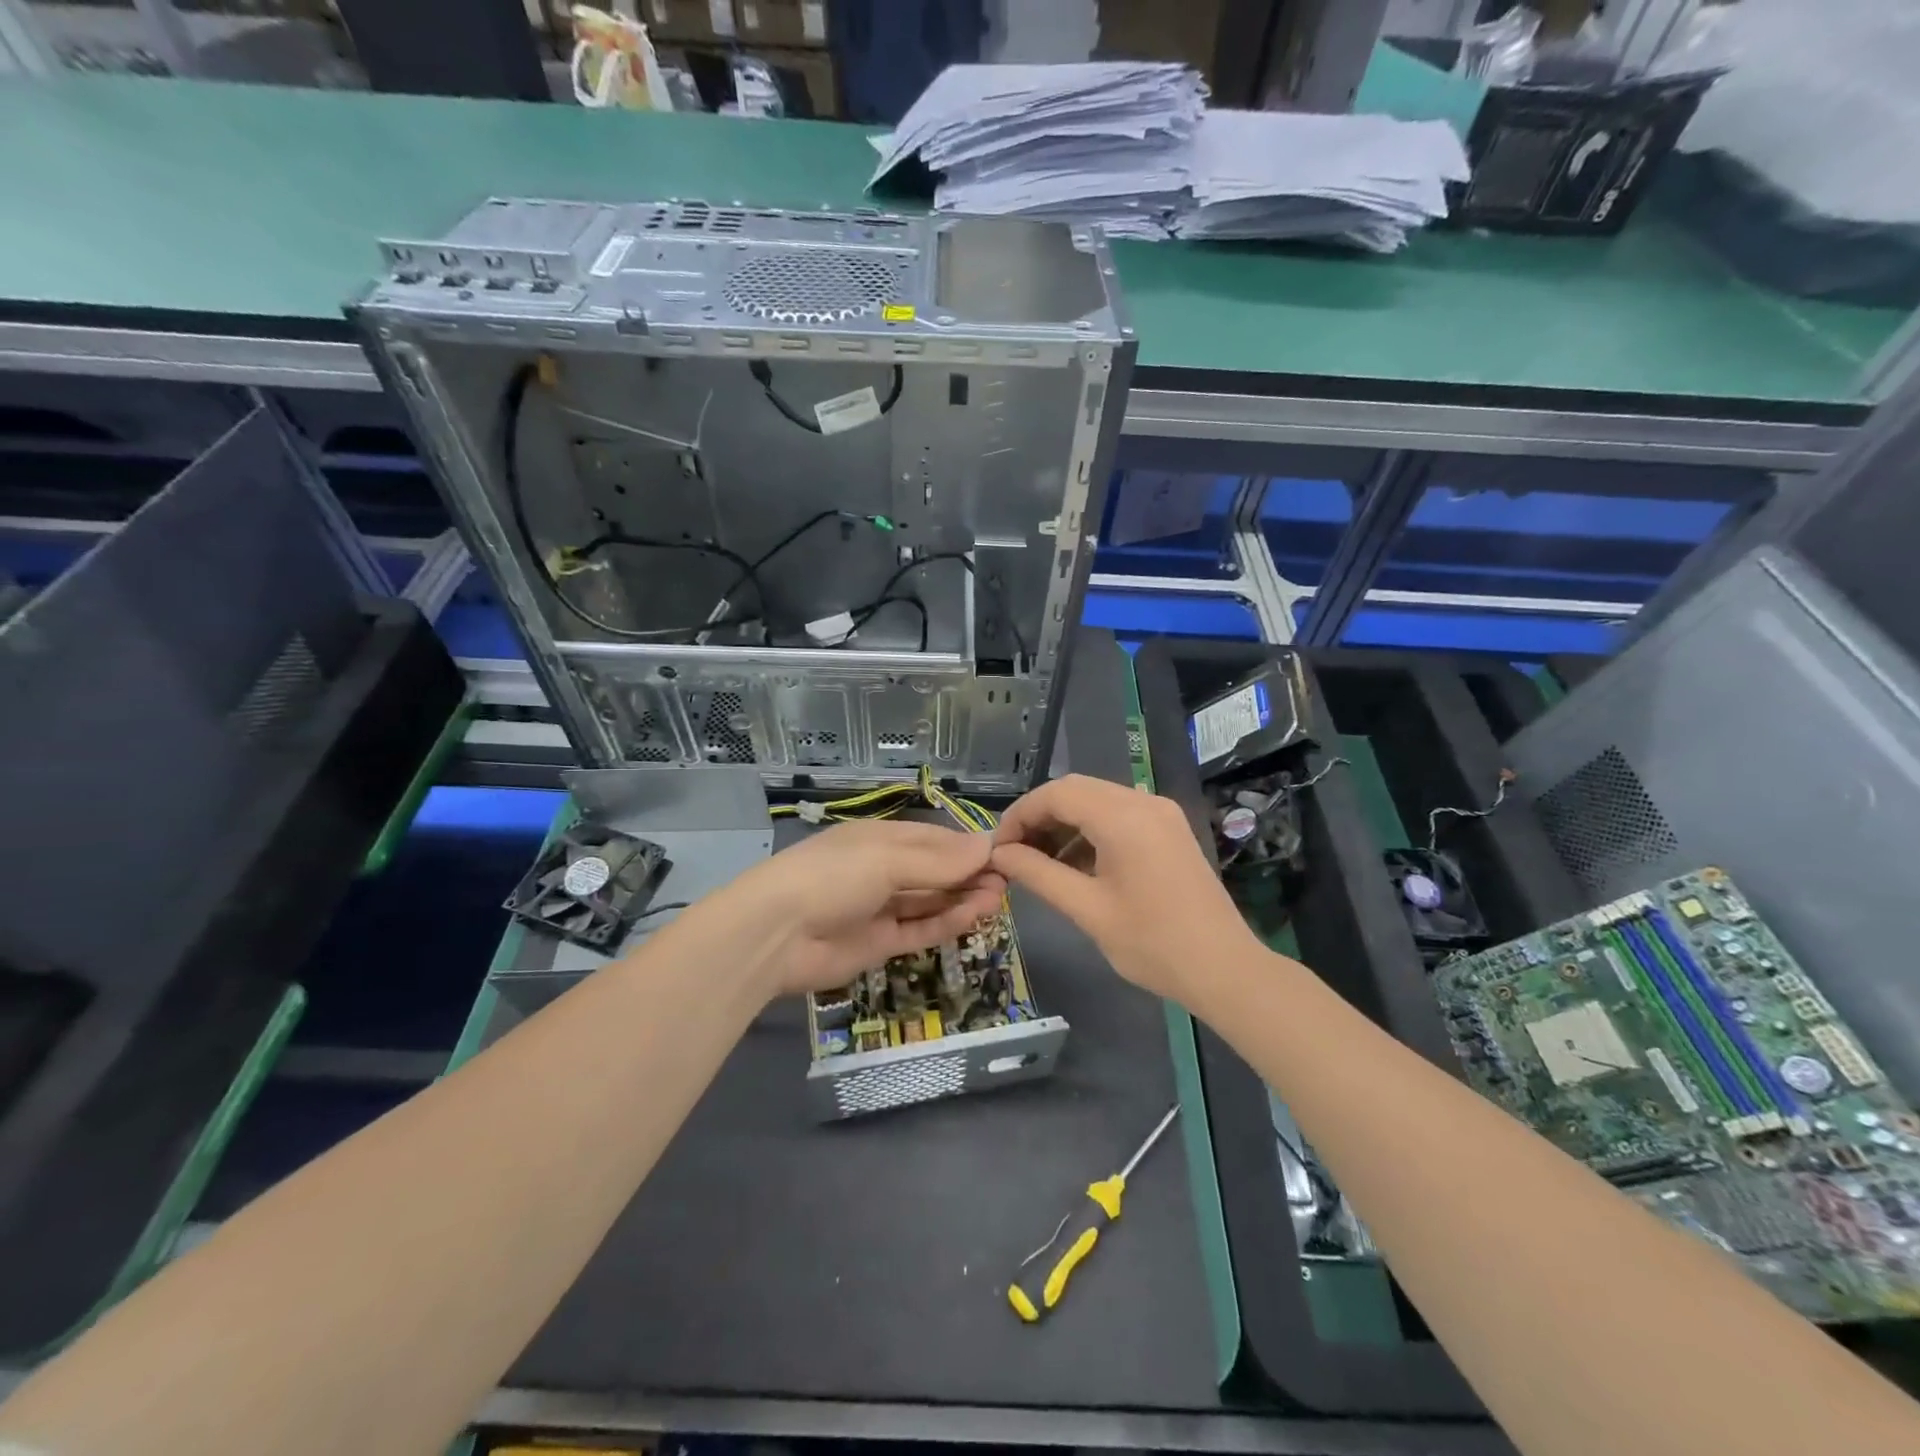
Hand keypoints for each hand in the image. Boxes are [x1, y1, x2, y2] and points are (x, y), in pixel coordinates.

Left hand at [714, 819, 1005, 997]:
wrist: (775, 935)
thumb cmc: (832, 877)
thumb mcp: (887, 859)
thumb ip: (938, 860)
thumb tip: (987, 846)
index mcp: (879, 839)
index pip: (932, 839)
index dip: (966, 846)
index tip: (1003, 853)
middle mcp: (881, 870)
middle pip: (934, 871)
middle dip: (969, 874)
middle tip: (1007, 881)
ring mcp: (880, 908)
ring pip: (931, 901)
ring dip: (964, 898)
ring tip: (999, 898)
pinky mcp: (879, 943)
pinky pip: (920, 929)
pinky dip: (947, 922)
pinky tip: (975, 916)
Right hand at [991, 774, 1253, 1001]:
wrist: (1225, 970)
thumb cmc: (1152, 944)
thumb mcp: (1087, 910)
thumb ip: (1039, 874)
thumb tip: (1000, 854)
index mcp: (1124, 818)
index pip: (1056, 794)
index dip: (1020, 815)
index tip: (998, 847)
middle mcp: (1143, 802)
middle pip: (1076, 790)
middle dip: (1039, 816)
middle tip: (1014, 853)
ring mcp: (1161, 813)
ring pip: (1097, 800)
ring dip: (1064, 823)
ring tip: (1039, 862)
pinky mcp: (1169, 829)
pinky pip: (1118, 815)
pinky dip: (1090, 831)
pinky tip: (1075, 864)